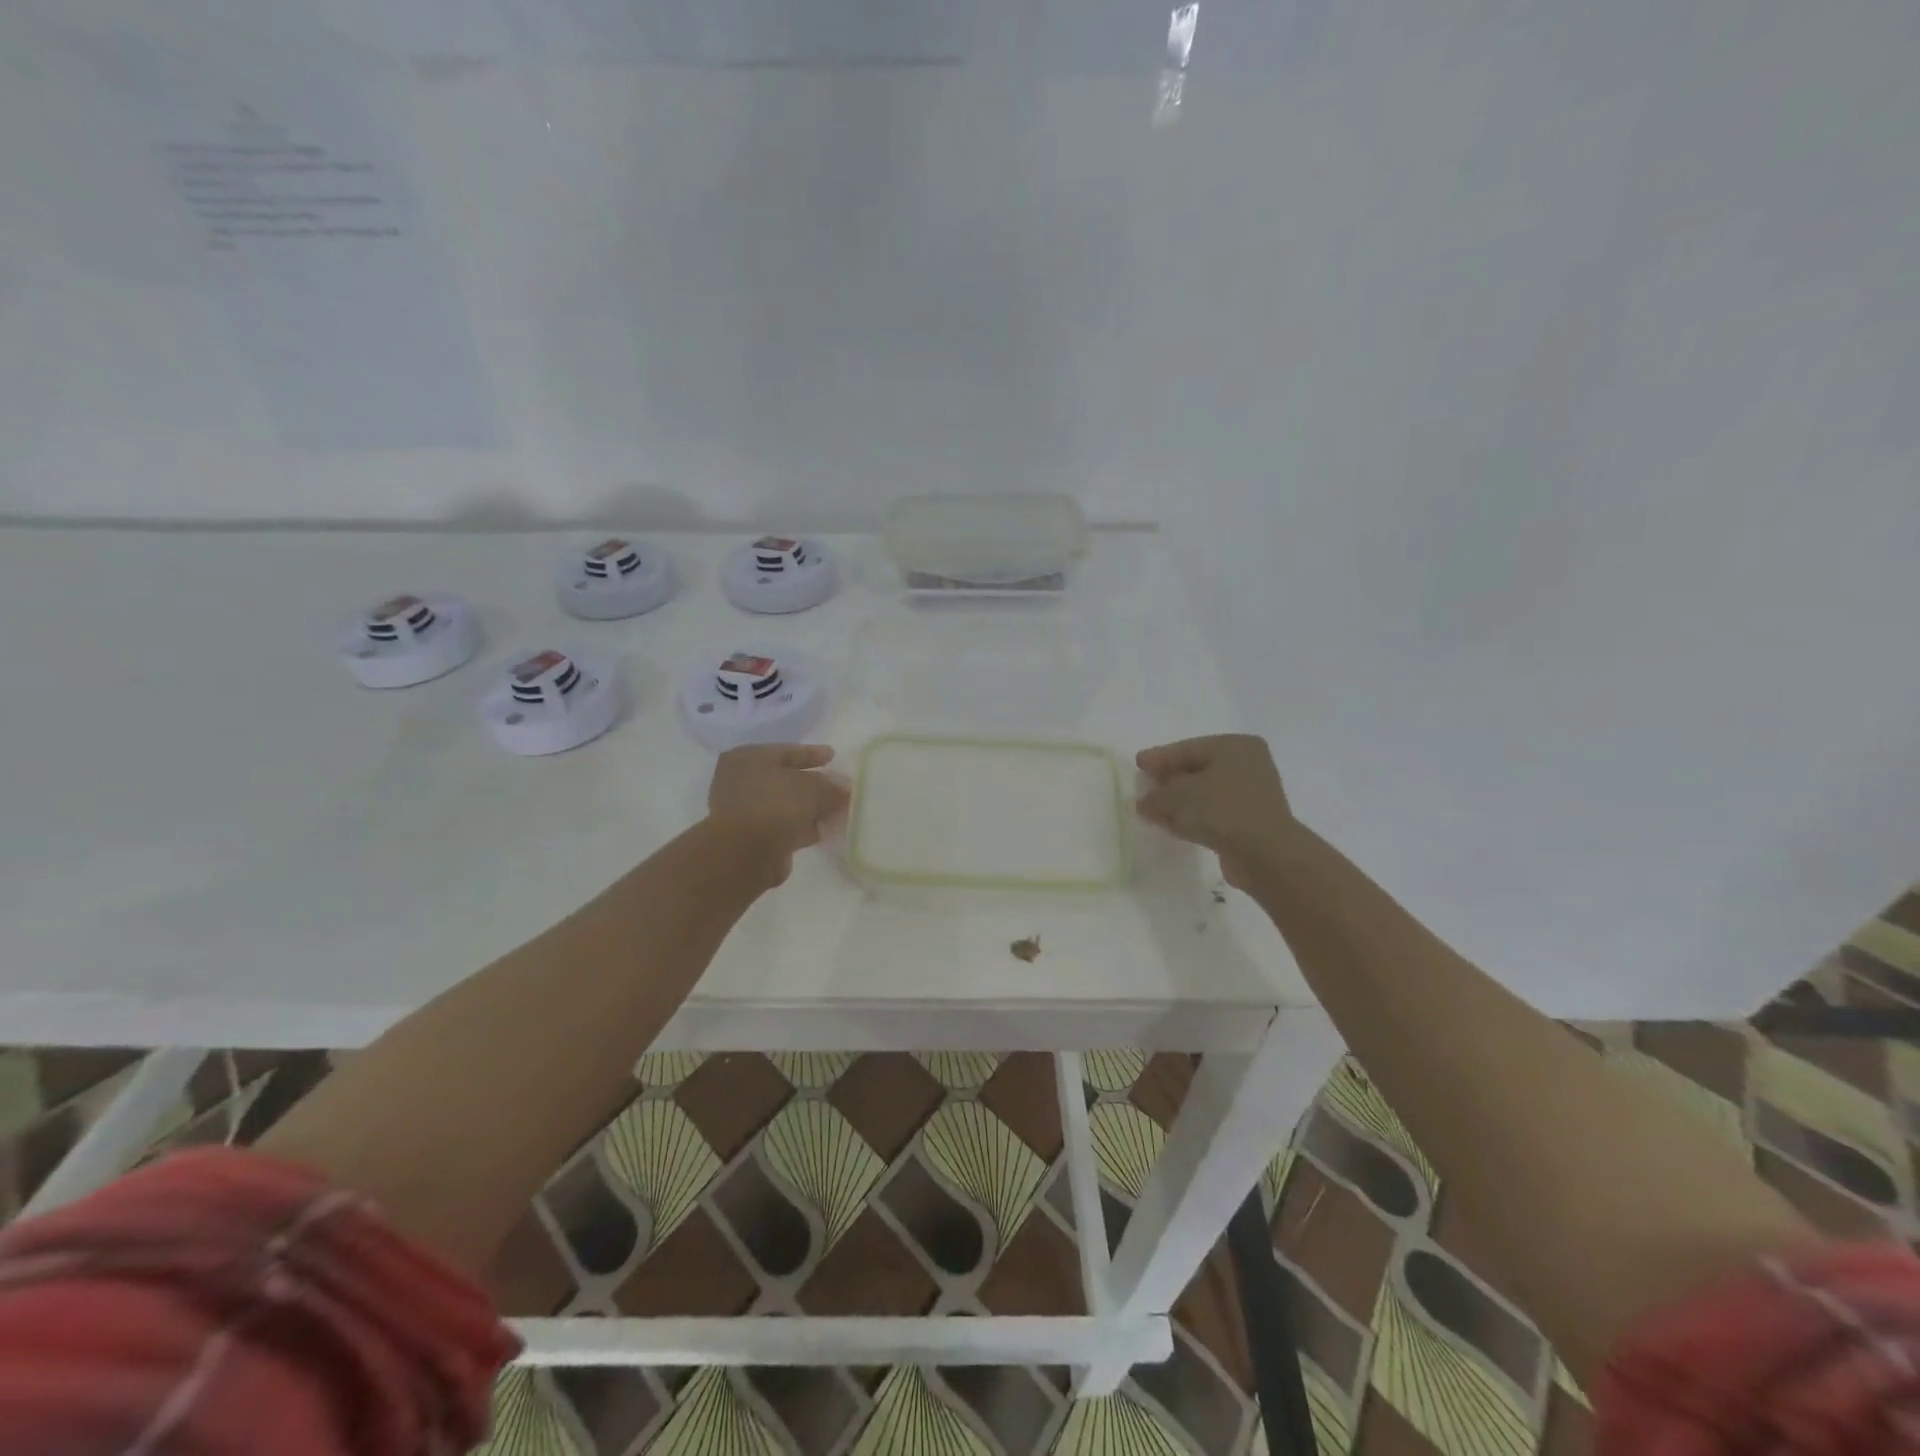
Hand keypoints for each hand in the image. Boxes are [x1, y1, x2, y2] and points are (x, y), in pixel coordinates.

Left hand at [706, 744, 850, 885]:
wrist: (745, 853)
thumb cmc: (774, 804)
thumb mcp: (811, 787)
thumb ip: (831, 785)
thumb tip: (845, 787)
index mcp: (748, 758)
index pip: (786, 751)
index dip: (812, 754)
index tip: (833, 756)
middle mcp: (742, 781)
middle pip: (787, 779)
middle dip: (816, 785)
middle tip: (841, 788)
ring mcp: (746, 811)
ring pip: (787, 805)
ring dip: (812, 808)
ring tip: (840, 811)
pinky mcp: (753, 838)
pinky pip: (785, 826)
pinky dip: (804, 827)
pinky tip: (825, 830)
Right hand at [1135, 735, 1294, 888]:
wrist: (1264, 853)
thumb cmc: (1221, 809)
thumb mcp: (1178, 796)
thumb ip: (1156, 796)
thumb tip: (1144, 801)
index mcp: (1235, 746)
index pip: (1188, 748)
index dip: (1159, 757)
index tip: (1138, 763)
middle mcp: (1247, 765)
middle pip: (1197, 770)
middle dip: (1168, 781)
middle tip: (1144, 786)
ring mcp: (1251, 795)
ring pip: (1204, 794)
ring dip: (1178, 803)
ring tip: (1151, 810)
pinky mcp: (1249, 822)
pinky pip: (1212, 813)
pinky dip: (1191, 817)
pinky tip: (1170, 825)